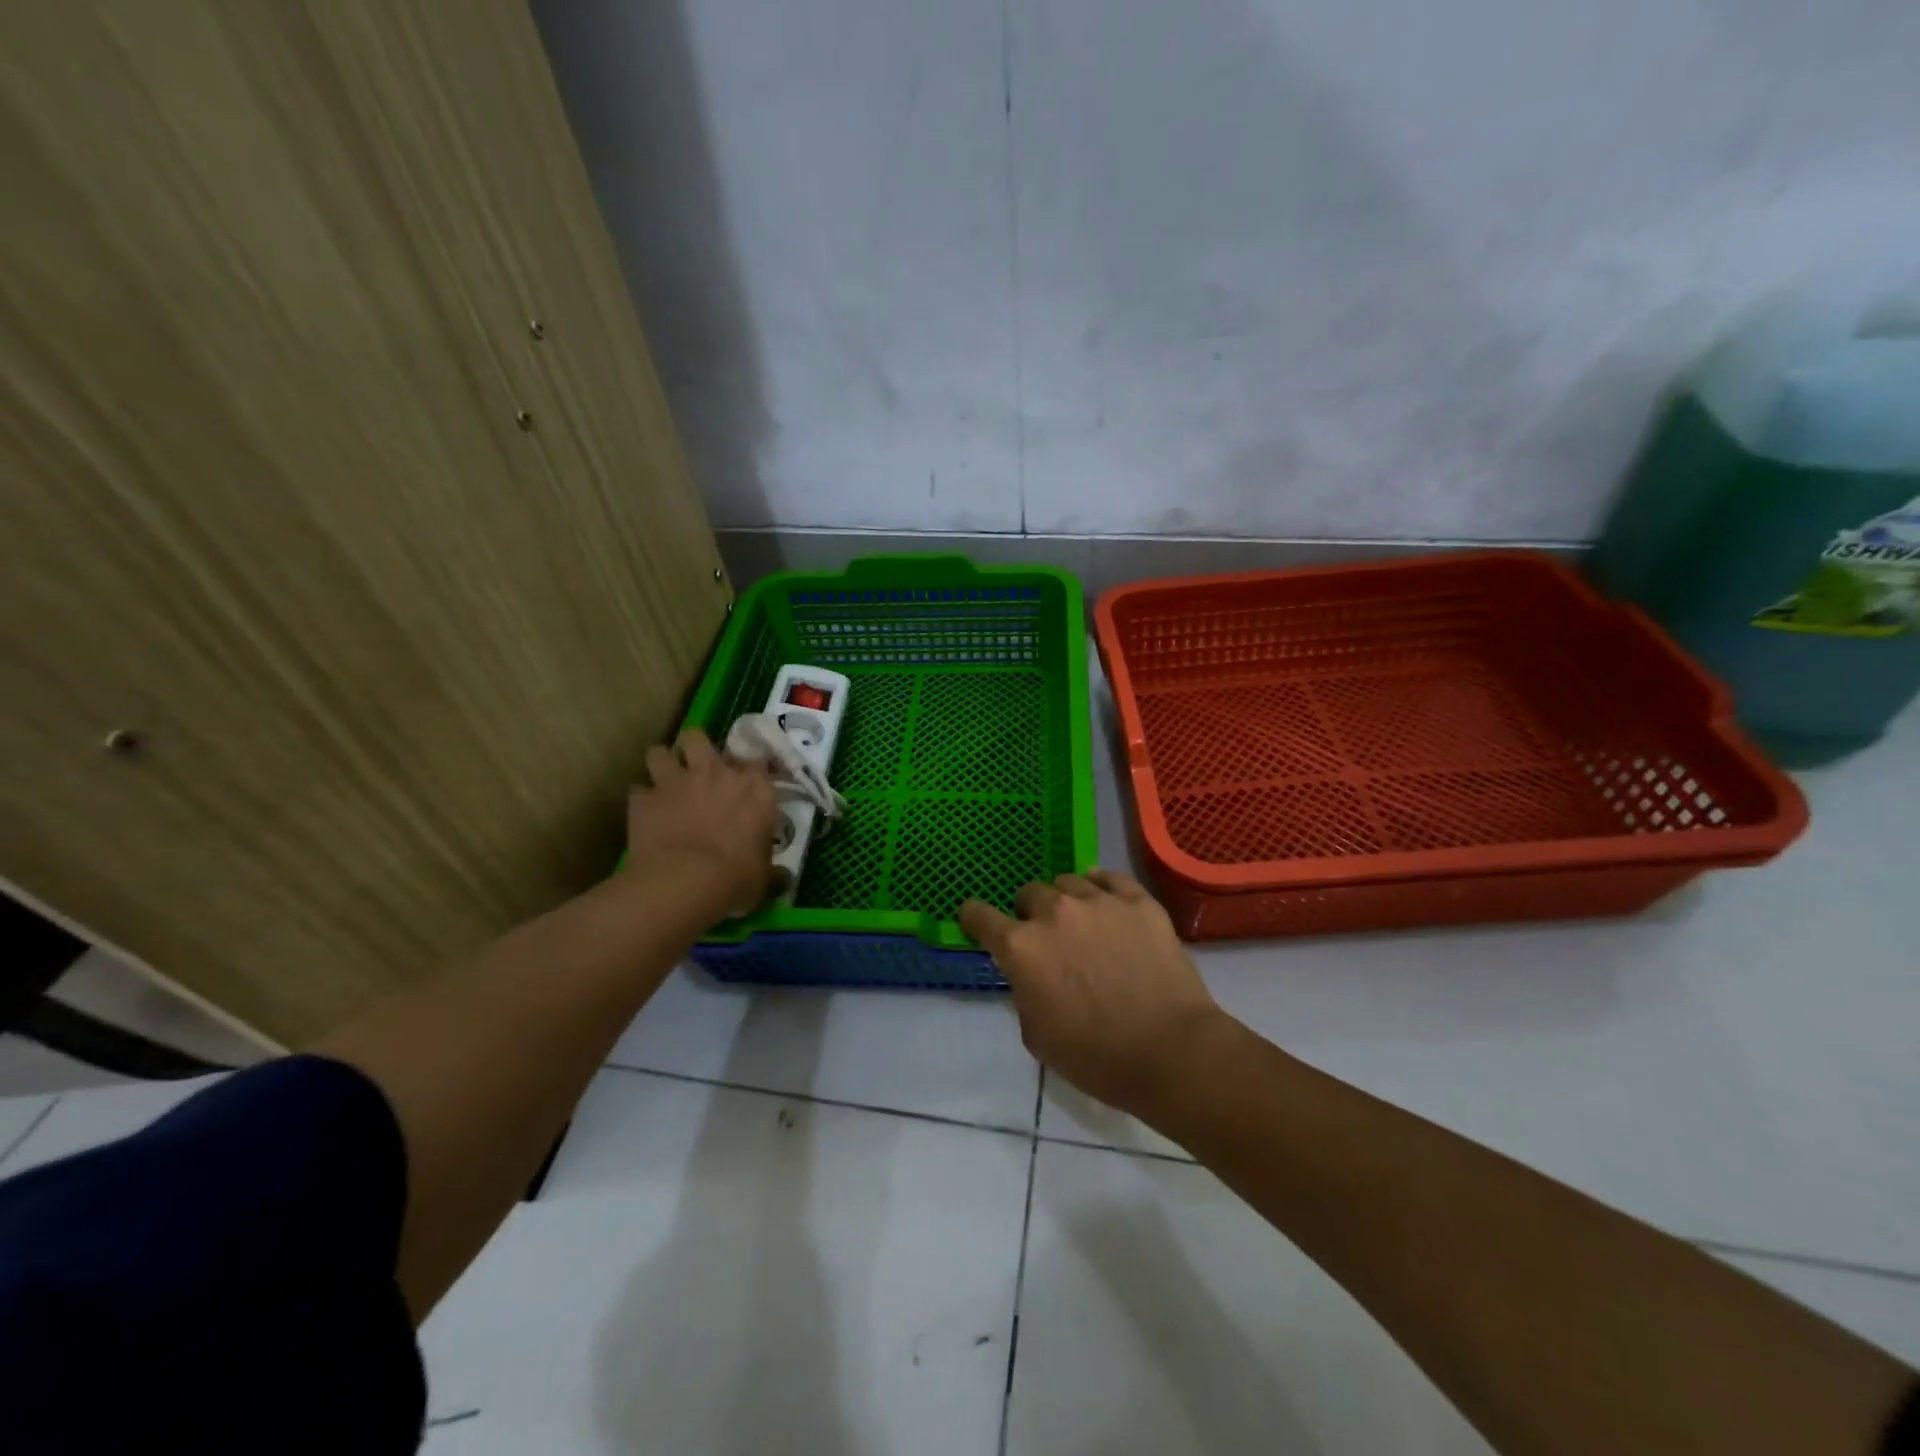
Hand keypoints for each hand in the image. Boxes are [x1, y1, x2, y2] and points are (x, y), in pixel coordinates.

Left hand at [628, 729, 781, 923]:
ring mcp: (675, 782)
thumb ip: (770, 869)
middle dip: (695, 749)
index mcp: (755, 788)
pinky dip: (642, 799)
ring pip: (660, 752)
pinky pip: (638, 790)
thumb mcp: (763, 876)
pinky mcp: (643, 799)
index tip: (747, 779)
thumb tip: (783, 878)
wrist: (684, 882)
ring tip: (665, 781)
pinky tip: (646, 812)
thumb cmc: (736, 878)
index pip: (758, 758)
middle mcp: (715, 773)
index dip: (749, 768)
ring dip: (662, 764)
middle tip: (697, 769)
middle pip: (699, 738)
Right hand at [959, 870, 1226, 1118]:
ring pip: (1069, 881)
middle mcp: (1055, 912)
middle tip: (1048, 939)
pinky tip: (1108, 904)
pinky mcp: (1139, 901)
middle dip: (1031, 913)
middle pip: (1029, 892)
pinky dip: (1102, 888)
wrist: (1170, 1052)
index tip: (978, 922)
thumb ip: (1023, 991)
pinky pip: (1110, 878)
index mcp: (1021, 947)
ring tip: (1083, 923)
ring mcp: (1099, 901)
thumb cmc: (1096, 1056)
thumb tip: (1030, 973)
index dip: (974, 918)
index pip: (980, 916)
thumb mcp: (1036, 1035)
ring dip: (1067, 900)